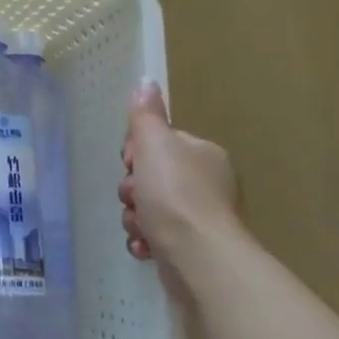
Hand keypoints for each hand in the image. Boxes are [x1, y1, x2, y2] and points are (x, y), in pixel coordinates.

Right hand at [119, 81, 239, 270]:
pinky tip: (145, 245)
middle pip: (149, 177)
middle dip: (132, 190)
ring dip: (134, 216)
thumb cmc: (175, 194)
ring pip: (147, 207)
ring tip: (140, 226)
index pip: (158, 144)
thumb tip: (146, 81)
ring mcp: (199, 217)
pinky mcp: (190, 246)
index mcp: (203, 155)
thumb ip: (146, 115)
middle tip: (134, 197)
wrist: (198, 256)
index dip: (136, 153)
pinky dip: (144, 239)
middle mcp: (206, 183)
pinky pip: (155, 235)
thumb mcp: (154, 144)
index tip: (131, 163)